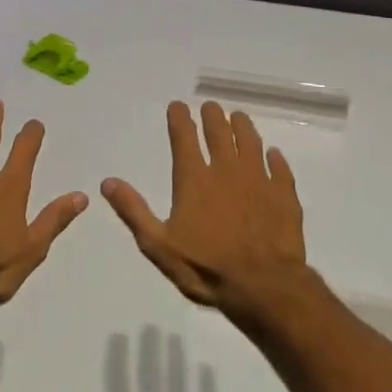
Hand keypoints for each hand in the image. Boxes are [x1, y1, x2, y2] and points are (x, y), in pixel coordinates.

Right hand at [101, 100, 313, 325]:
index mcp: (194, 180)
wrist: (264, 286)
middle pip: (220, 133)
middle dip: (213, 117)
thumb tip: (107, 182)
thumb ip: (133, 211)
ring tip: (238, 117)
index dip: (180, 119)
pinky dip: (275, 159)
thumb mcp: (158, 245)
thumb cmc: (205, 267)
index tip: (178, 105)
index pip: (184, 138)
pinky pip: (280, 169)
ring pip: (251, 143)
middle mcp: (226, 171)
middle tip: (210, 107)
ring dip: (243, 127)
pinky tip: (274, 155)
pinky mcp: (284, 196)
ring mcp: (259, 181)